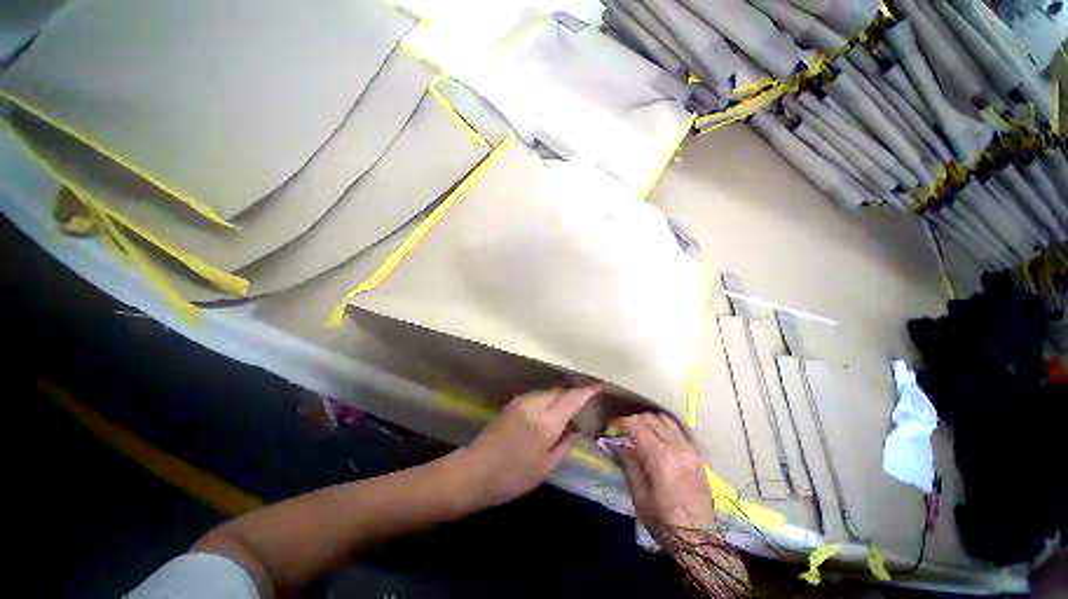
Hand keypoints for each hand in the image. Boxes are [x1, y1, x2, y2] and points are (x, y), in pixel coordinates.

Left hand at [454, 385, 599, 508]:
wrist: (476, 471)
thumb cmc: (514, 477)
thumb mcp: (546, 467)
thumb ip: (565, 443)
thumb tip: (577, 427)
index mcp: (546, 423)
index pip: (572, 398)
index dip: (587, 390)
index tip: (599, 385)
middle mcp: (535, 405)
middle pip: (560, 390)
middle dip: (574, 391)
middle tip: (586, 398)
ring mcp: (522, 401)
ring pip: (549, 391)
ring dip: (561, 395)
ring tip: (569, 406)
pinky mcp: (513, 402)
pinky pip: (538, 395)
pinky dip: (549, 398)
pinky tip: (551, 409)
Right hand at [617, 413, 713, 535]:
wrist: (700, 541)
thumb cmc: (664, 522)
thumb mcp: (639, 497)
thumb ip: (629, 465)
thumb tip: (620, 445)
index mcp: (659, 458)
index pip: (636, 425)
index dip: (622, 422)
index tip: (613, 427)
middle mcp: (675, 447)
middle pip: (651, 419)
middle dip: (635, 420)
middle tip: (625, 431)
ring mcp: (689, 449)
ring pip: (666, 420)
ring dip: (650, 421)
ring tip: (642, 432)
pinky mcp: (697, 455)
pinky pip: (679, 429)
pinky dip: (665, 426)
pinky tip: (660, 437)